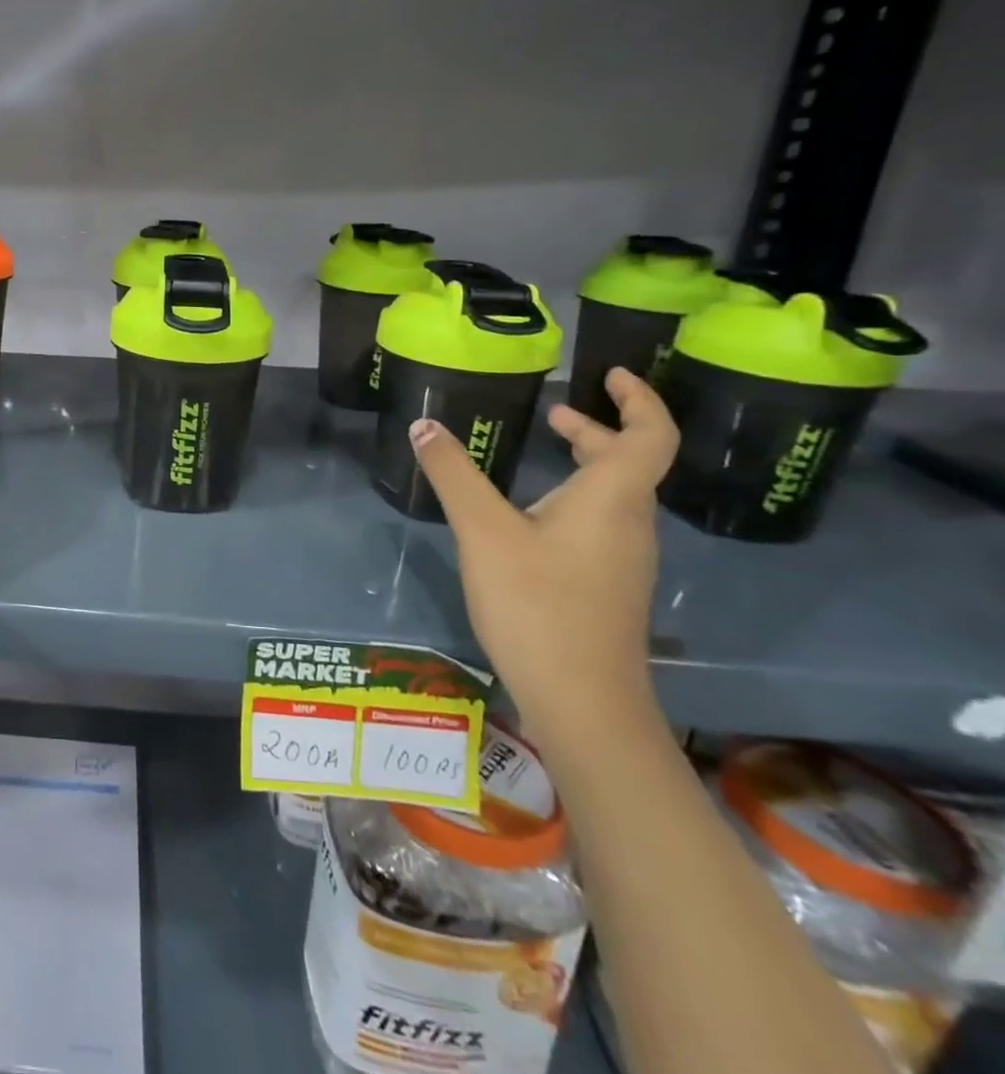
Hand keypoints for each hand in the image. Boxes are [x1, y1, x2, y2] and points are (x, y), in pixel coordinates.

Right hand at [409, 368, 678, 741]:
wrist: (582, 700)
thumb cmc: (537, 604)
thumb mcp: (483, 531)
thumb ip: (453, 475)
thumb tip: (424, 426)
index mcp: (612, 499)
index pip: (650, 434)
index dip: (639, 399)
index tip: (612, 373)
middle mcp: (628, 523)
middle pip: (629, 463)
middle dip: (596, 429)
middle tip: (555, 411)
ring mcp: (622, 559)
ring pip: (613, 496)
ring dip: (586, 464)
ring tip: (541, 455)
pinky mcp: (606, 586)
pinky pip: (599, 523)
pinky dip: (574, 498)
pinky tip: (530, 516)